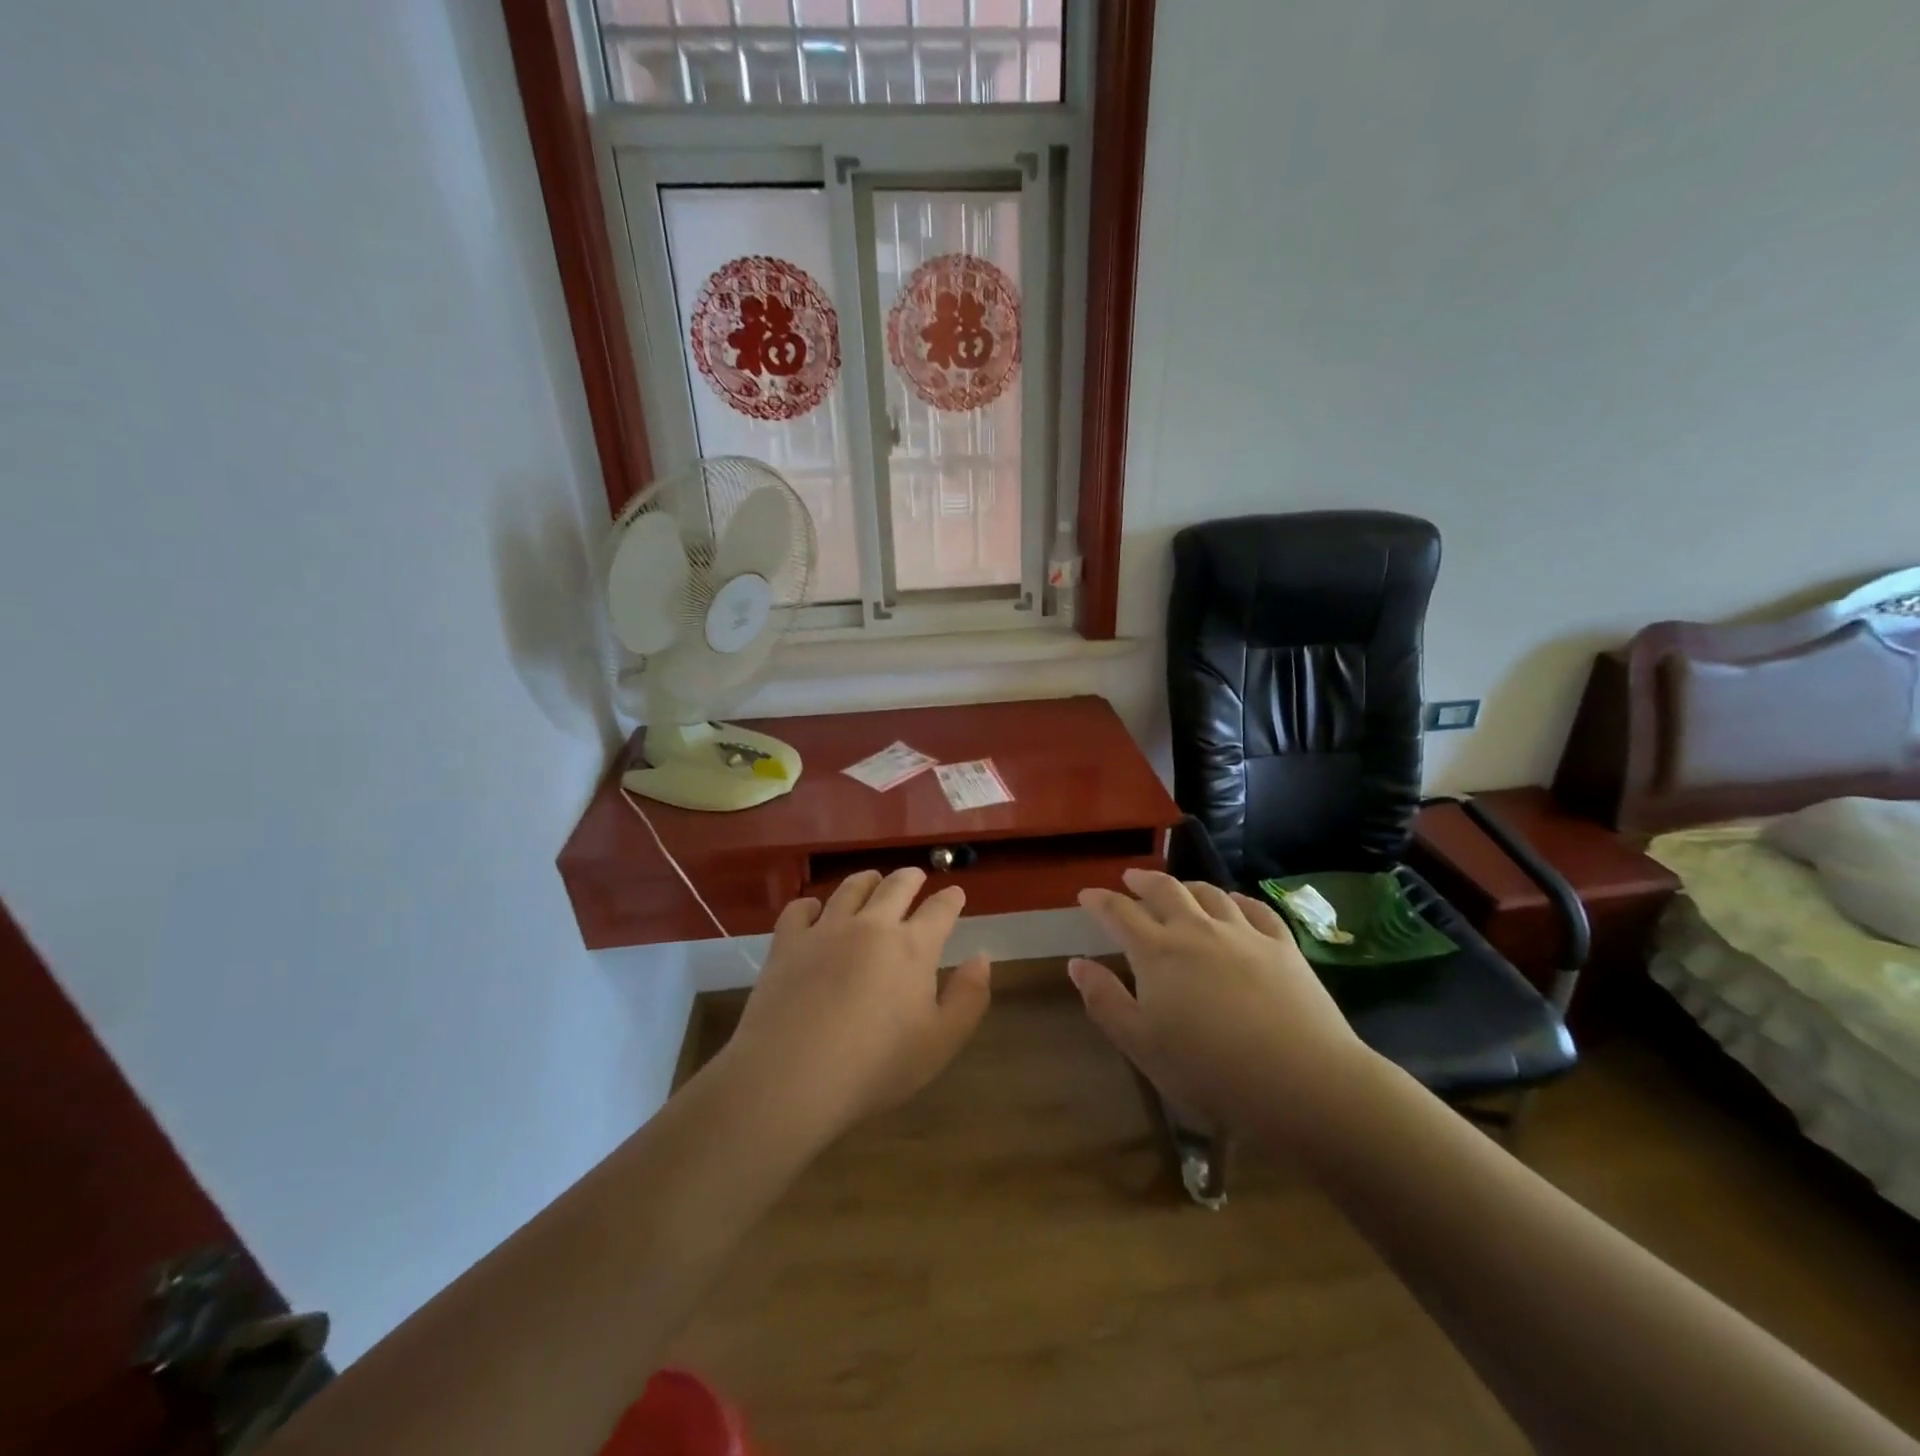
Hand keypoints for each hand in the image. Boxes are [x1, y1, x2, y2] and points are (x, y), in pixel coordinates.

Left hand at [721, 869, 992, 1140]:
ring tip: (872, 881)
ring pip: (850, 888)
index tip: (956, 894)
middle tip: (915, 877)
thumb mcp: (940, 1042)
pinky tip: (815, 911)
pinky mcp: (787, 942)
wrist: (791, 1077)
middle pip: (895, 886)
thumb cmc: (875, 1067)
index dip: (951, 899)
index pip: (939, 909)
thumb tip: (981, 957)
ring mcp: (826, 929)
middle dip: (910, 878)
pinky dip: (812, 904)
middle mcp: (871, 925)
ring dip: (867, 880)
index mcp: (913, 947)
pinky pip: (801, 908)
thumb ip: (968, 997)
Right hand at [1069, 869, 1379, 1148]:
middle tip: (1130, 879)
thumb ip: (1105, 1001)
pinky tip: (1234, 903)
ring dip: (1187, 886)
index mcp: (1157, 953)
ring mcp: (1244, 933)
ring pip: (1209, 893)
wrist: (1303, 1082)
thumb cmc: (1210, 1071)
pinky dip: (1236, 899)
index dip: (1100, 900)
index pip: (1120, 913)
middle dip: (1142, 881)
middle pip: (1165, 890)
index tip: (1087, 894)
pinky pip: (1255, 908)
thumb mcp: (1142, 1045)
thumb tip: (1077, 963)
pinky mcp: (1283, 946)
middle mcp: (1197, 930)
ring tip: (1179, 889)